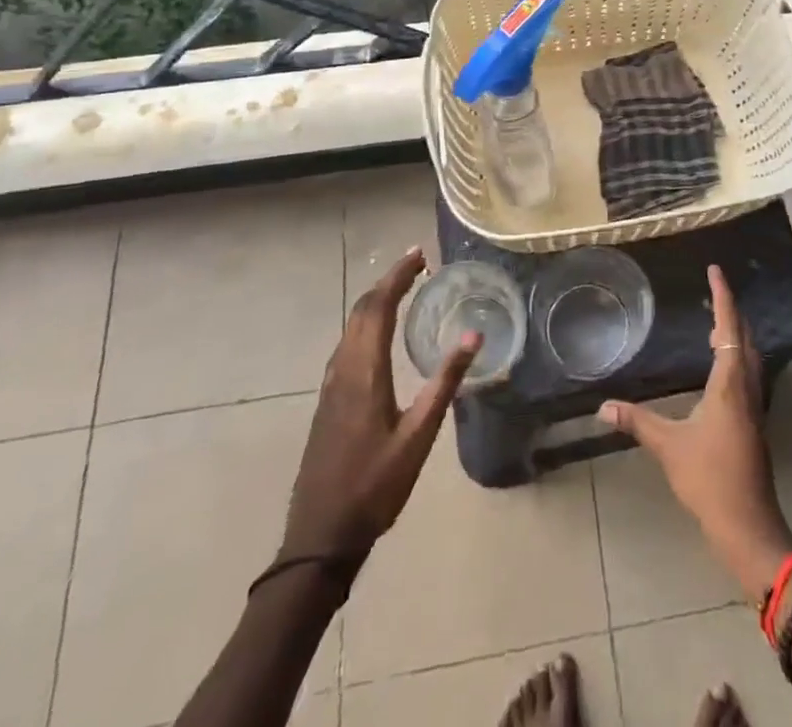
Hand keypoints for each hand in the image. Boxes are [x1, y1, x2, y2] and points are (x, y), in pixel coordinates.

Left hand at [279, 248, 476, 563]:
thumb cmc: (375, 487)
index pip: (379, 307)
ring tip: (401, 288)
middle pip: (361, 310)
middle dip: (387, 281)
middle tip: (416, 264)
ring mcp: (330, 385)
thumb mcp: (418, 436)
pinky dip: (365, 322)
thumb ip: (444, 383)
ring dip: (374, 300)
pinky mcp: (328, 400)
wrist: (319, 536)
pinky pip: (346, 344)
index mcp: (364, 372)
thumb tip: (473, 335)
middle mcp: (343, 369)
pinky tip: (377, 333)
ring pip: (350, 326)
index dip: (398, 276)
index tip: (419, 255)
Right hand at [598, 264, 791, 598]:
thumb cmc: (710, 478)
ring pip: (750, 356)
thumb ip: (637, 422)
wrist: (748, 524)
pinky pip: (748, 373)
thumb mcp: (669, 446)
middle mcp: (747, 387)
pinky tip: (722, 366)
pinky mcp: (754, 422)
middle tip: (714, 291)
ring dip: (736, 334)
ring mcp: (755, 406)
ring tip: (717, 322)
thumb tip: (603, 406)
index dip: (723, 297)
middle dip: (731, 311)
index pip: (729, 328)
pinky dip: (737, 355)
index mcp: (730, 383)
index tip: (716, 271)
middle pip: (745, 337)